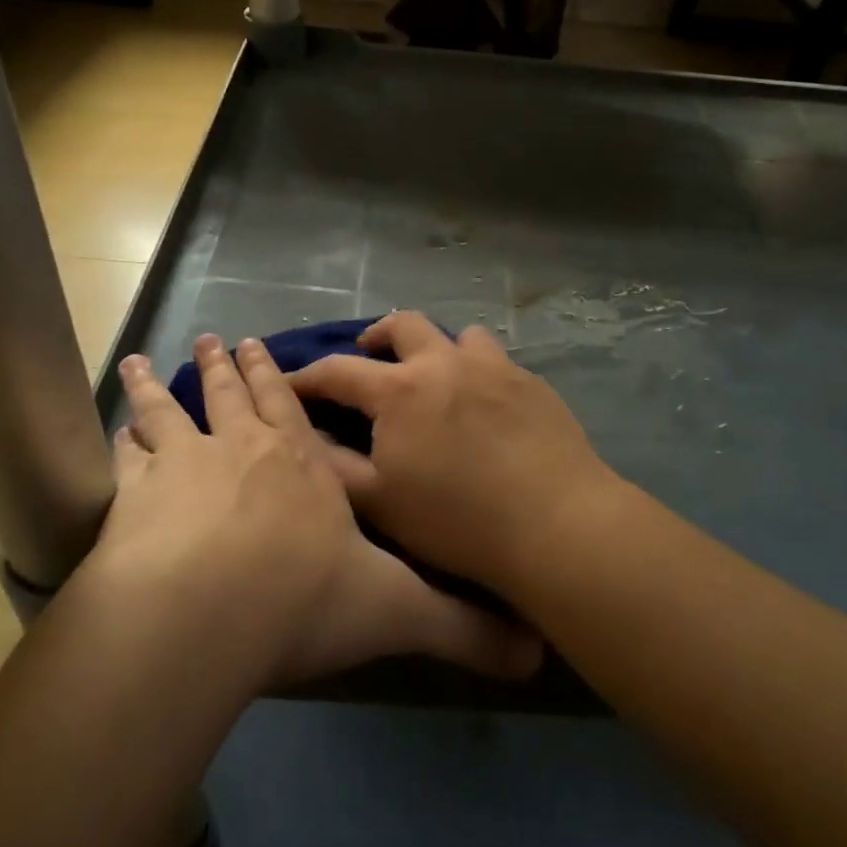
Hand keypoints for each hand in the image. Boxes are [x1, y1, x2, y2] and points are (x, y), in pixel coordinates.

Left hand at [90, 333, 540, 688]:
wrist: (207, 612)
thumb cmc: (303, 598)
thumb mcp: (394, 611)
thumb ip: (461, 626)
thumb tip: (535, 653)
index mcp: (301, 463)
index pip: (290, 406)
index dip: (276, 375)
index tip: (259, 344)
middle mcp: (243, 449)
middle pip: (232, 393)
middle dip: (225, 365)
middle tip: (211, 337)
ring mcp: (185, 465)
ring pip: (170, 412)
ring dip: (158, 387)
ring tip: (142, 361)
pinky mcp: (135, 496)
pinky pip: (126, 458)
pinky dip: (121, 440)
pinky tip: (113, 430)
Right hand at [288, 312, 621, 597]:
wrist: (555, 521)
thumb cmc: (457, 520)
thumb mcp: (380, 503)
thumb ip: (334, 465)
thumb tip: (305, 434)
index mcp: (400, 389)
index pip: (338, 370)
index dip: (308, 376)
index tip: (291, 383)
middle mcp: (444, 362)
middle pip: (403, 325)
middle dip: (377, 335)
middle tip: (369, 354)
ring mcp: (493, 366)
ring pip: (457, 335)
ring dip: (435, 346)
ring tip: (433, 373)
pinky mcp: (530, 381)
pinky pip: (495, 359)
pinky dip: (475, 368)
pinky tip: (482, 401)